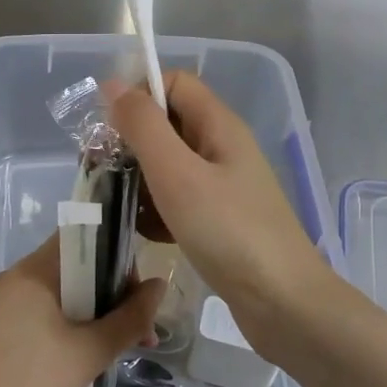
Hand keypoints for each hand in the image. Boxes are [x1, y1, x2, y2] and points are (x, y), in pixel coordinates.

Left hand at [0, 236, 163, 386]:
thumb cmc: (33, 383)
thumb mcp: (91, 352)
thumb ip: (129, 318)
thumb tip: (159, 285)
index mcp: (33, 271)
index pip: (81, 237)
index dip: (115, 254)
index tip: (137, 289)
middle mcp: (16, 277)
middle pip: (74, 266)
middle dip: (111, 292)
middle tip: (139, 330)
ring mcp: (5, 302)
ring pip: (62, 292)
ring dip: (95, 312)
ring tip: (122, 347)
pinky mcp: (1, 326)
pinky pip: (44, 311)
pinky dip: (71, 323)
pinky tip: (88, 354)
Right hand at [107, 72, 335, 360]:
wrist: (283, 303)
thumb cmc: (228, 232)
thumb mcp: (177, 173)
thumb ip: (143, 126)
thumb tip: (113, 84)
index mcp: (219, 126)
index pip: (174, 83)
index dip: (138, 94)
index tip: (109, 129)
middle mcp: (222, 149)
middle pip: (168, 124)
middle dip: (132, 142)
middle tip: (103, 171)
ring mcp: (223, 187)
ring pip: (169, 166)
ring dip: (140, 179)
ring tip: (118, 205)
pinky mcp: (220, 221)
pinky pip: (178, 201)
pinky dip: (158, 210)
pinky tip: (145, 233)